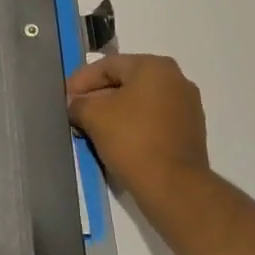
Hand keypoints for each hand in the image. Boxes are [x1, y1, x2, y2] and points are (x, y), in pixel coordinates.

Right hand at [66, 54, 209, 196]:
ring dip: (113, 112)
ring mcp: (187, 107)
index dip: (80, 81)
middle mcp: (176, 80)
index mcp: (154, 66)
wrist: (175, 188)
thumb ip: (78, 103)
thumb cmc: (132, 140)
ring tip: (91, 128)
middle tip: (75, 112)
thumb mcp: (93, 115)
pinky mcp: (190, 132)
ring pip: (138, 103)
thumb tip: (75, 104)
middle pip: (124, 82)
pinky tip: (114, 141)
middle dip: (97, 97)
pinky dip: (132, 126)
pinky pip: (152, 120)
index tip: (63, 98)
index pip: (107, 66)